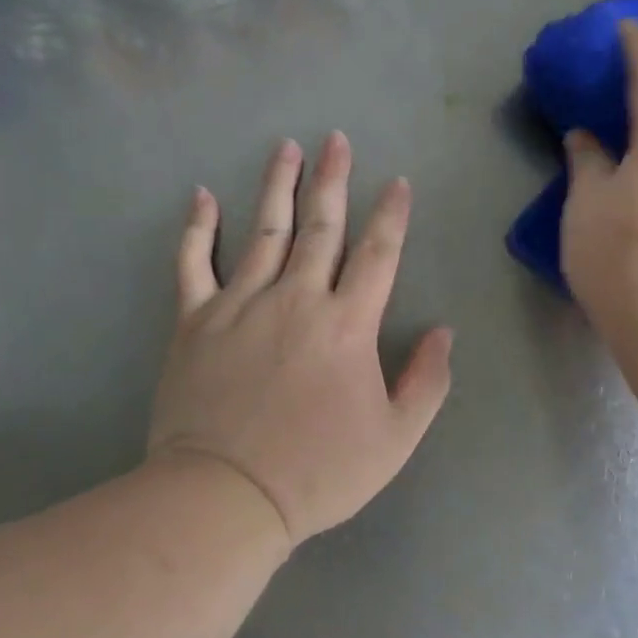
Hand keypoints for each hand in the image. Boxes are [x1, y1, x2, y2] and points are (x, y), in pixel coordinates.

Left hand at [147, 133, 453, 549]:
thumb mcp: (395, 439)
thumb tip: (444, 331)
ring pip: (264, 230)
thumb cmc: (317, 472)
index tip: (397, 183)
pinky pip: (194, 263)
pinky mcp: (196, 321)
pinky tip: (202, 195)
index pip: (377, 254)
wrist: (224, 497)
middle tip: (335, 140)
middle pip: (321, 227)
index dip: (391, 215)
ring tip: (287, 147)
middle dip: (333, 180)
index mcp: (347, 324)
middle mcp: (296, 298)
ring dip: (278, 185)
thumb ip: (427, 381)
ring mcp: (241, 304)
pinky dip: (197, 228)